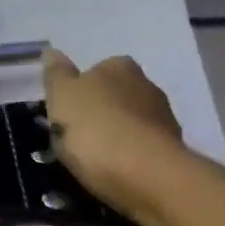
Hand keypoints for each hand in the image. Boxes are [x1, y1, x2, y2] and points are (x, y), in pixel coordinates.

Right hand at [42, 49, 186, 225]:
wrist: (146, 174)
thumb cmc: (96, 129)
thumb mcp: (62, 97)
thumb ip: (56, 75)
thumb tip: (51, 51)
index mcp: (118, 66)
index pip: (96, 70)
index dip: (79, 92)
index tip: (66, 115)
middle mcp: (147, 85)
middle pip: (116, 97)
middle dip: (100, 114)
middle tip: (77, 140)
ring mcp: (164, 118)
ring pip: (131, 123)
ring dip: (116, 137)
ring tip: (95, 162)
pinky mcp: (172, 150)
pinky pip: (142, 149)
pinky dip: (130, 158)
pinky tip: (116, 174)